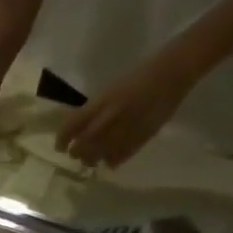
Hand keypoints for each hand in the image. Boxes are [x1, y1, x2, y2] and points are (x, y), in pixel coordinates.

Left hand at [54, 45, 202, 166]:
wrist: (173, 71)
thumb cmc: (138, 76)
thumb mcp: (109, 90)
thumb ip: (93, 109)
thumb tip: (77, 128)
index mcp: (102, 101)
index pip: (72, 126)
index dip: (61, 140)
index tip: (59, 146)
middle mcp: (111, 116)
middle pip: (83, 145)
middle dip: (75, 152)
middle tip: (74, 153)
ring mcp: (127, 128)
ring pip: (99, 155)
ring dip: (91, 159)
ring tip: (90, 158)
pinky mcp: (142, 137)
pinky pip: (119, 157)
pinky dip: (111, 160)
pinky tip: (109, 158)